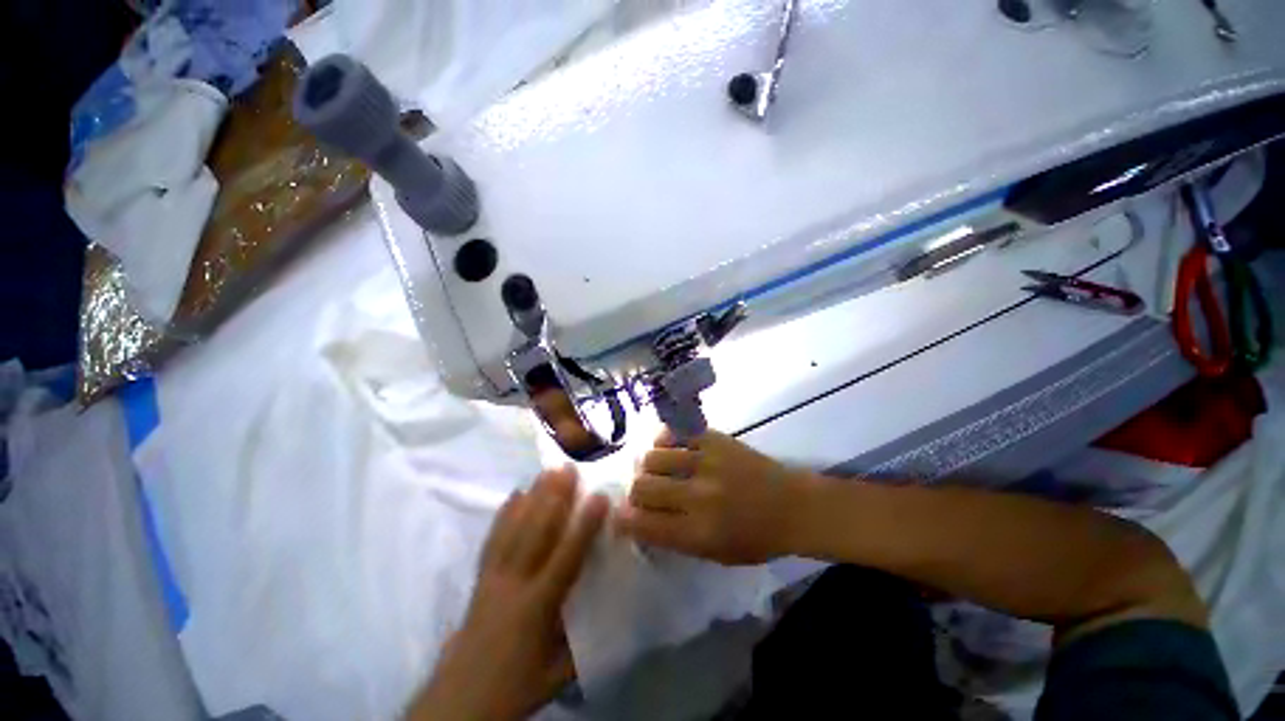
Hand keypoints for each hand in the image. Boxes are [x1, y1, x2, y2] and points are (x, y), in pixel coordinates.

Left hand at [410, 467, 608, 720]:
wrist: (457, 704)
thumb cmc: (515, 688)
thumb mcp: (559, 674)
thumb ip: (586, 640)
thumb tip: (613, 608)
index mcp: (537, 608)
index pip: (566, 558)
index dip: (584, 526)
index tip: (600, 497)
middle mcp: (514, 584)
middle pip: (536, 532)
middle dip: (555, 497)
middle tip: (569, 468)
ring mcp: (493, 577)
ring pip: (515, 528)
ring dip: (533, 497)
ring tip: (546, 472)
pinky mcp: (480, 577)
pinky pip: (493, 538)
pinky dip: (505, 513)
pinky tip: (514, 494)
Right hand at [615, 430, 815, 564]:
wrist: (793, 505)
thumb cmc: (756, 538)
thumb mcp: (715, 554)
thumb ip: (675, 538)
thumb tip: (639, 519)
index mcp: (699, 533)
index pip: (644, 524)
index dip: (623, 519)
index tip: (619, 515)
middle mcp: (699, 496)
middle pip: (643, 487)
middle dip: (634, 491)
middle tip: (641, 491)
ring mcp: (707, 462)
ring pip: (653, 457)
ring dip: (647, 465)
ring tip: (655, 468)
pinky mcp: (715, 439)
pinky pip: (675, 432)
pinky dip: (665, 440)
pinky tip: (669, 447)